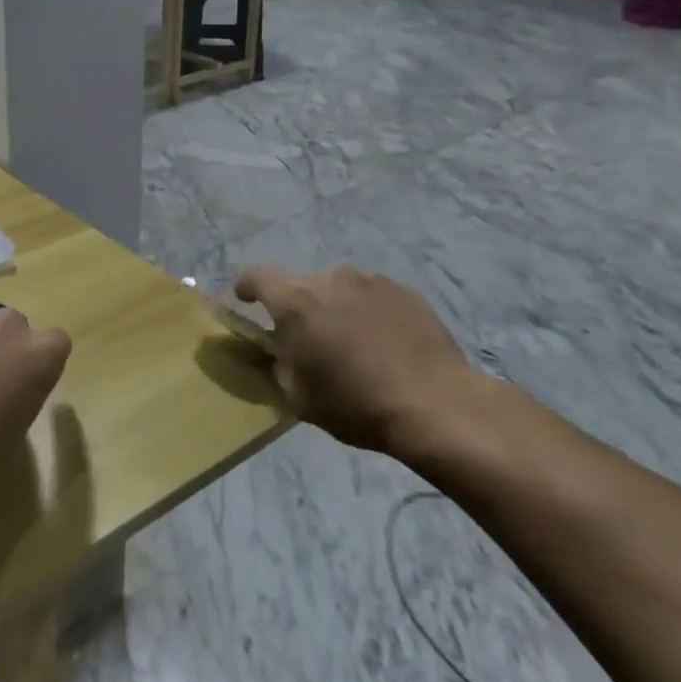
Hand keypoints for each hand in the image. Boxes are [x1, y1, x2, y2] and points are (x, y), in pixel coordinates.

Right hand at [233, 265, 485, 459]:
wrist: (434, 404)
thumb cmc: (354, 403)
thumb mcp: (297, 395)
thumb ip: (279, 363)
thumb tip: (281, 350)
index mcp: (295, 301)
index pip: (256, 277)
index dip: (246, 287)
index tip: (245, 301)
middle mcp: (330, 279)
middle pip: (301, 285)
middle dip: (297, 307)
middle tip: (308, 339)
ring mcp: (371, 281)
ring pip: (338, 289)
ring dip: (334, 308)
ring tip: (350, 342)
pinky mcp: (405, 291)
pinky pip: (372, 296)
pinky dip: (367, 313)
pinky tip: (382, 343)